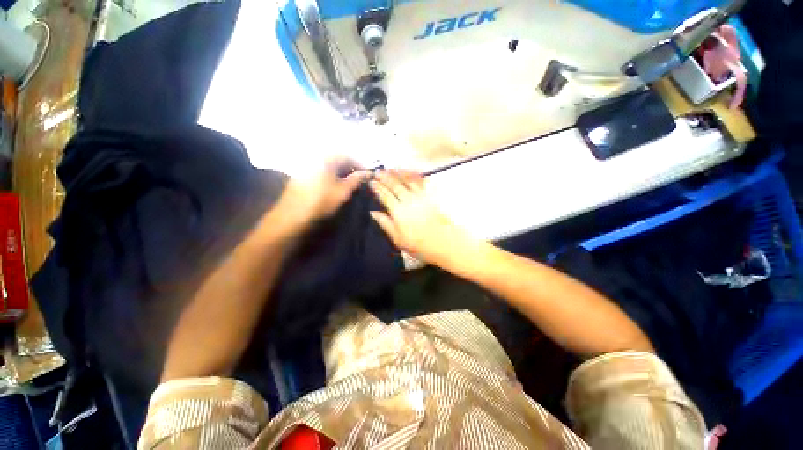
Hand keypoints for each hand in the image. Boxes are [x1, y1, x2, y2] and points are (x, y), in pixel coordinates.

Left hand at [274, 160, 368, 231]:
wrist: (293, 215)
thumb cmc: (321, 201)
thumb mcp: (343, 191)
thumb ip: (357, 180)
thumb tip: (368, 172)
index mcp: (327, 158)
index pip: (349, 157)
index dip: (360, 166)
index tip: (368, 175)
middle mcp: (316, 157)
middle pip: (338, 159)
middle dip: (350, 169)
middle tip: (359, 180)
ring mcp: (307, 165)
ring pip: (329, 165)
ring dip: (341, 173)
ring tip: (348, 184)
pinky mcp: (302, 173)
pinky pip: (321, 170)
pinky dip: (331, 175)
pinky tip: (334, 185)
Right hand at [369, 170, 479, 266]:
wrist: (445, 243)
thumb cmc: (420, 245)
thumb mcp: (399, 240)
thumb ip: (386, 224)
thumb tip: (373, 212)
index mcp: (399, 212)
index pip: (385, 195)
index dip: (377, 187)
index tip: (371, 182)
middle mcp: (409, 200)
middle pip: (395, 184)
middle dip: (385, 176)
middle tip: (377, 171)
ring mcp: (421, 196)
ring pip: (407, 180)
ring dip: (397, 173)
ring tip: (390, 169)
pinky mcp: (431, 196)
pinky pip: (421, 182)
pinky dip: (413, 175)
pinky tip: (409, 173)